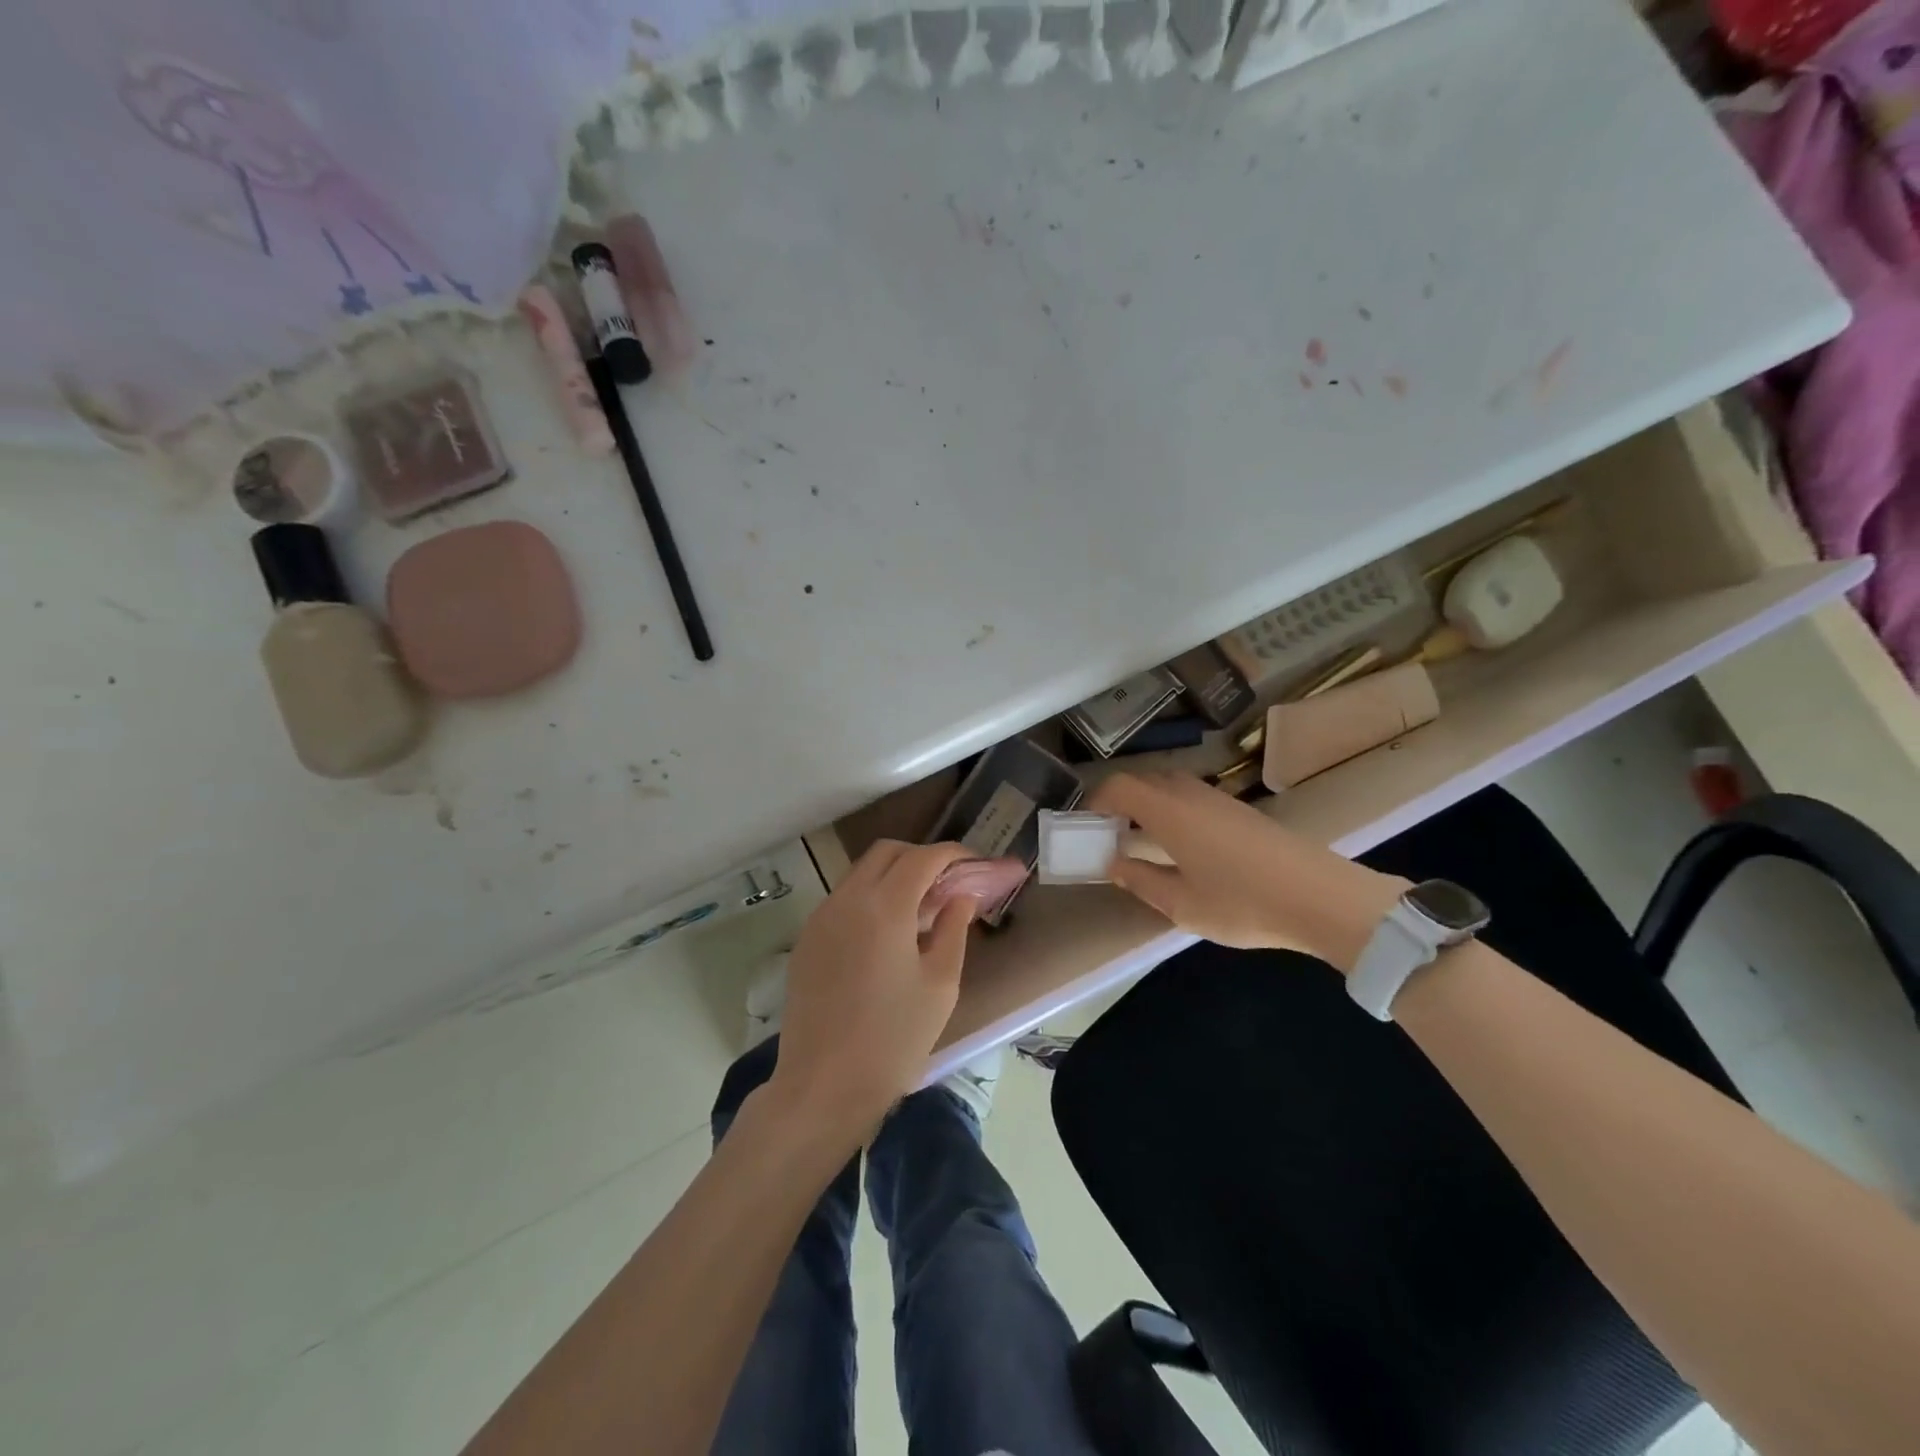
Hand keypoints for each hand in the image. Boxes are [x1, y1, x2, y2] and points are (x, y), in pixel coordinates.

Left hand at [766, 840, 979, 1136]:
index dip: (952, 854)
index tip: (973, 864)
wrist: (823, 1085)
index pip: (923, 857)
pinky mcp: (807, 938)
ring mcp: (821, 917)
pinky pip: (842, 899)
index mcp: (885, 907)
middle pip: (886, 852)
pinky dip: (869, 897)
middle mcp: (847, 899)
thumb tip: (961, 895)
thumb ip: (953, 928)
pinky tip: (886, 933)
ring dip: (892, 875)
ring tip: (919, 909)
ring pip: (860, 872)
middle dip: (920, 857)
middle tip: (946, 883)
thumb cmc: (894, 1038)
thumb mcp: (940, 984)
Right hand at [1086, 772, 1407, 971]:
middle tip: (1109, 835)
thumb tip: (1113, 864)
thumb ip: (1140, 880)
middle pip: (1143, 781)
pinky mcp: (1240, 810)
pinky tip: (1179, 847)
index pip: (1119, 786)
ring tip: (1140, 842)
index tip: (1086, 826)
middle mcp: (1190, 794)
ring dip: (1146, 806)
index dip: (1095, 801)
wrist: (1322, 898)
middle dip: (1118, 802)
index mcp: (1168, 811)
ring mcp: (1218, 798)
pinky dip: (1170, 811)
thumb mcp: (1181, 904)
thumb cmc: (1243, 902)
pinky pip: (1190, 797)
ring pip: (1169, 787)